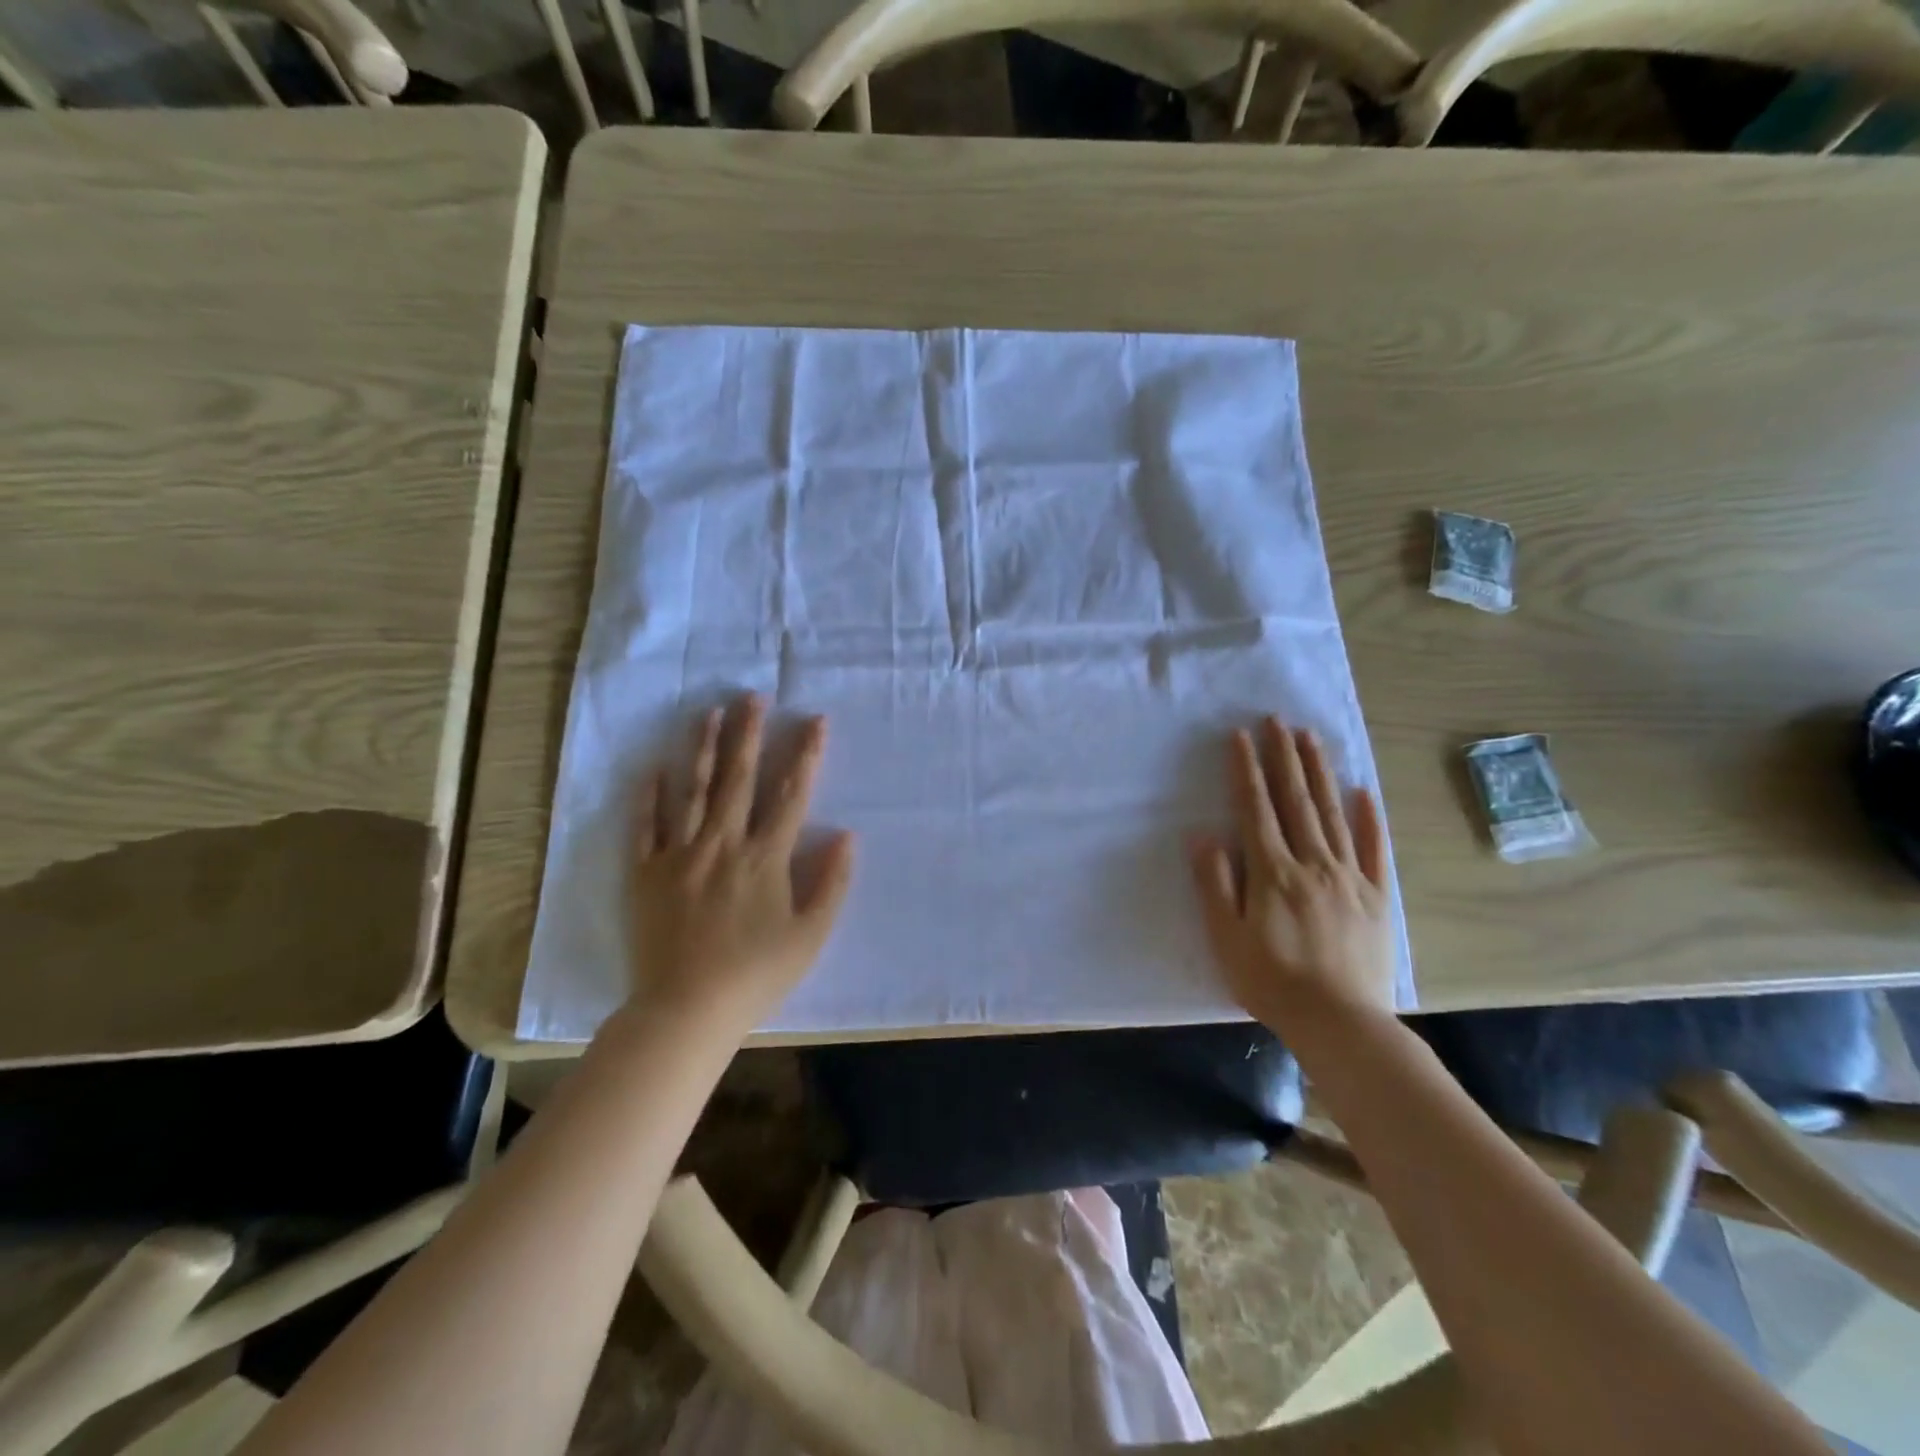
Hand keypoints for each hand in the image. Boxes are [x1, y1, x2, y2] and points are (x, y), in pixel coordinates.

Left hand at [629, 695, 853, 1030]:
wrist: (686, 1010)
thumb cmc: (756, 974)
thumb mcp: (811, 935)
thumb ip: (831, 883)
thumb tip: (847, 835)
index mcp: (765, 857)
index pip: (791, 794)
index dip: (805, 754)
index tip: (813, 720)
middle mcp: (722, 843)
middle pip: (738, 778)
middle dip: (748, 734)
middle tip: (751, 696)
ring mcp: (679, 855)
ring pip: (692, 791)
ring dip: (702, 748)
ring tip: (708, 712)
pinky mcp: (646, 873)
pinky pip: (645, 826)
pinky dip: (649, 796)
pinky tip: (654, 767)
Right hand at [1188, 717, 1395, 1035]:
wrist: (1340, 1022)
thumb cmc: (1271, 982)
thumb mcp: (1226, 938)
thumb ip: (1215, 884)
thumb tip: (1204, 836)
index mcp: (1272, 872)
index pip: (1256, 809)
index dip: (1246, 770)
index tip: (1241, 736)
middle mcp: (1312, 863)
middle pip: (1295, 801)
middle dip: (1284, 757)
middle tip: (1278, 720)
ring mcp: (1349, 877)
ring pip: (1331, 814)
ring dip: (1319, 773)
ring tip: (1310, 738)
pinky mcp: (1376, 896)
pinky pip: (1373, 849)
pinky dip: (1368, 818)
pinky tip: (1363, 792)